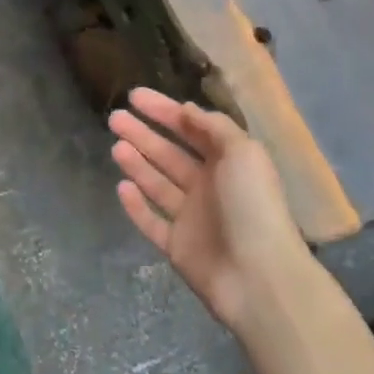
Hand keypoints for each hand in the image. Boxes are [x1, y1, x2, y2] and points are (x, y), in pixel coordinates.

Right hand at [108, 87, 308, 334]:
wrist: (259, 278)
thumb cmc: (253, 206)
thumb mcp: (243, 152)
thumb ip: (214, 126)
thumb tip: (186, 109)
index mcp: (228, 162)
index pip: (190, 128)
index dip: (164, 110)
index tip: (134, 96)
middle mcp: (209, 186)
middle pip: (169, 153)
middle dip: (143, 134)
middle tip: (114, 117)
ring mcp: (192, 217)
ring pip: (157, 183)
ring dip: (137, 163)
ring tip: (115, 146)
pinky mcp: (177, 246)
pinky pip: (151, 221)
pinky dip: (136, 205)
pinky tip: (121, 187)